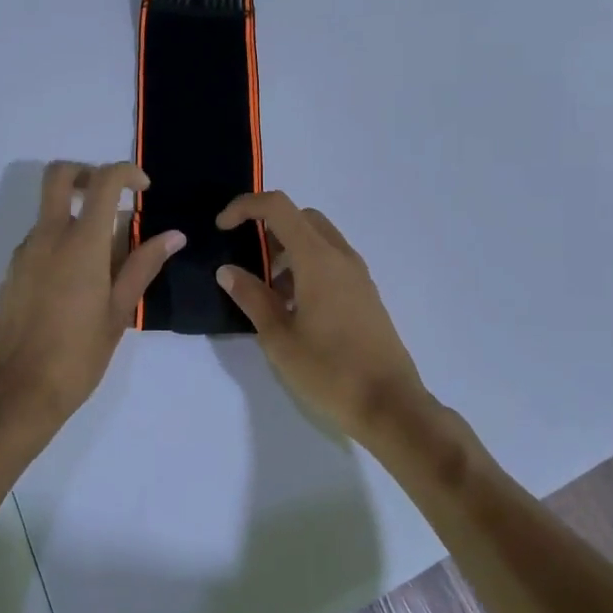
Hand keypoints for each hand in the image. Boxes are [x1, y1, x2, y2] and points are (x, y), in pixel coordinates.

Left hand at [0, 161, 184, 429]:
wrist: (17, 392)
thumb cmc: (78, 355)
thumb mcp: (119, 311)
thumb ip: (144, 266)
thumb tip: (174, 235)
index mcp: (81, 243)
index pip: (102, 181)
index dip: (126, 172)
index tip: (143, 189)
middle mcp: (47, 237)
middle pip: (59, 175)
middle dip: (86, 172)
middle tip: (111, 197)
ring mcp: (24, 253)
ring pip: (49, 211)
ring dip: (75, 214)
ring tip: (103, 260)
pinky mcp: (11, 272)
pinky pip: (38, 240)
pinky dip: (59, 241)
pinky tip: (76, 283)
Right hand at [214, 192, 428, 439]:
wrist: (390, 405)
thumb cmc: (329, 371)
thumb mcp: (279, 338)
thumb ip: (252, 297)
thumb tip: (227, 270)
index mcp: (317, 258)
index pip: (278, 207)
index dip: (245, 207)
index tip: (222, 228)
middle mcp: (340, 256)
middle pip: (300, 217)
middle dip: (269, 228)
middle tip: (248, 259)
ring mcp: (357, 274)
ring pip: (318, 239)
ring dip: (289, 250)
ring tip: (268, 292)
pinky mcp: (366, 293)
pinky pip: (331, 261)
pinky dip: (307, 266)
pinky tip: (295, 308)